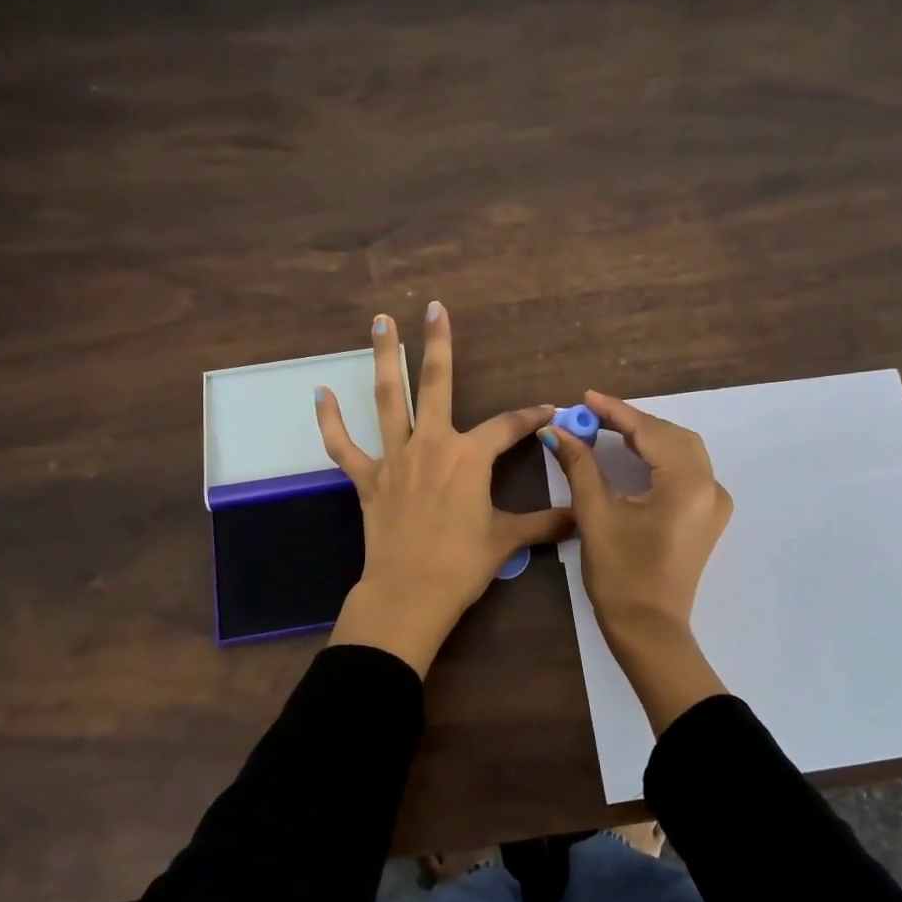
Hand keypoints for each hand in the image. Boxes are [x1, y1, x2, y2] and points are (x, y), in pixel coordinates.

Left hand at [317, 304, 572, 677]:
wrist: (409, 593)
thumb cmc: (462, 565)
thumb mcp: (507, 540)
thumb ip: (544, 523)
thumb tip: (580, 518)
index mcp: (469, 456)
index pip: (507, 425)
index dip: (531, 416)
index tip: (548, 411)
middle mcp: (431, 444)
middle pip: (436, 384)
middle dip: (437, 343)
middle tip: (433, 307)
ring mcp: (394, 458)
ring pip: (388, 398)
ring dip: (385, 358)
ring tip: (380, 321)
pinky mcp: (367, 479)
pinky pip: (343, 446)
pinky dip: (330, 420)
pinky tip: (320, 393)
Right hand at [543, 391, 732, 731]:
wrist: (649, 629)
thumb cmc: (620, 574)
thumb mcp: (595, 514)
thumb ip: (580, 465)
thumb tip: (557, 430)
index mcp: (687, 484)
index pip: (649, 432)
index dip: (615, 412)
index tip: (585, 397)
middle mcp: (710, 486)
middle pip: (672, 436)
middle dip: (633, 422)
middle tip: (593, 416)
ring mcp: (714, 503)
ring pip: (683, 451)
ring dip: (648, 437)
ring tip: (609, 430)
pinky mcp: (707, 517)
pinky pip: (687, 471)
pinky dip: (661, 456)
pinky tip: (636, 457)